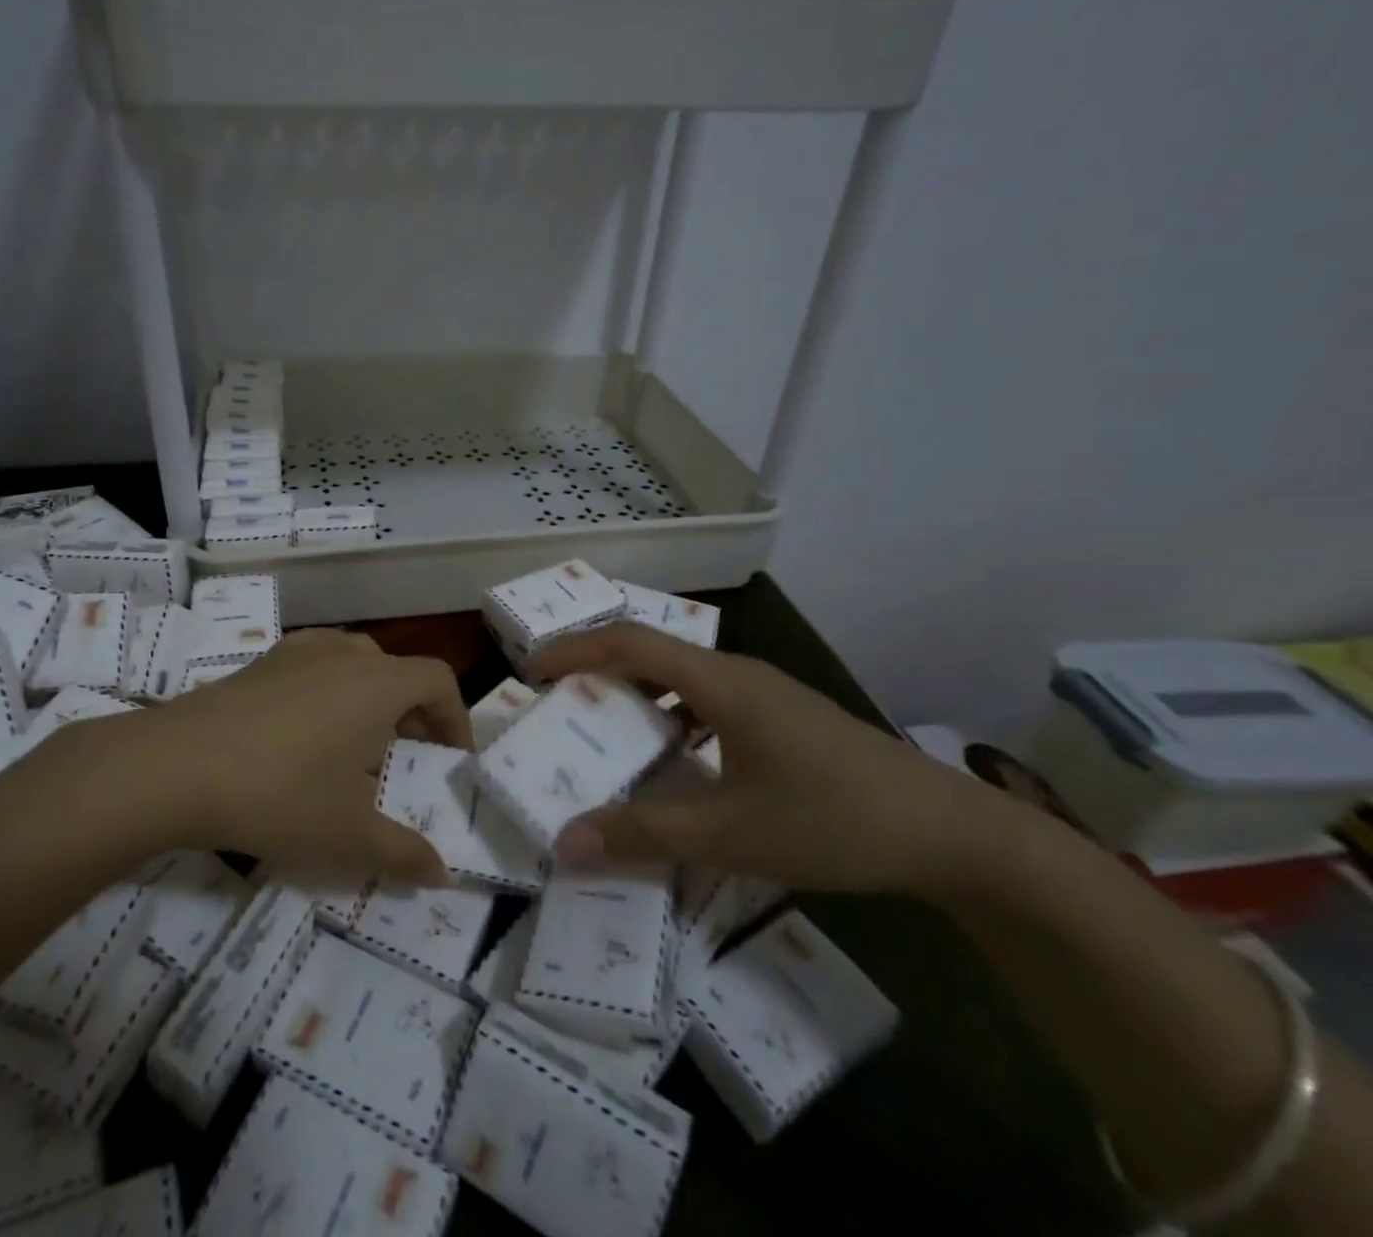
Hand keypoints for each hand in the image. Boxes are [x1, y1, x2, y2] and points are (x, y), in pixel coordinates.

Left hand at [149, 629, 466, 882]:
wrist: (176, 766)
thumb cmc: (279, 794)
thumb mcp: (348, 834)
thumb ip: (403, 853)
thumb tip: (442, 875)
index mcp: (378, 684)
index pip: (439, 680)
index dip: (456, 718)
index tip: (450, 760)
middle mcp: (346, 655)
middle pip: (399, 670)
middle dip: (414, 712)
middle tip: (407, 757)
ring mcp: (300, 650)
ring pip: (357, 661)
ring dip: (372, 695)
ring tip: (359, 741)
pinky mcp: (263, 660)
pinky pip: (316, 661)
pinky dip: (331, 685)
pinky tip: (308, 724)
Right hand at [531, 624, 995, 894]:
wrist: (952, 834)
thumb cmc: (834, 821)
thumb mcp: (731, 834)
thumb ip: (645, 836)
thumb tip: (567, 843)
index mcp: (720, 683)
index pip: (629, 643)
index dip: (575, 649)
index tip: (533, 670)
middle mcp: (738, 674)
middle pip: (652, 651)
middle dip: (598, 669)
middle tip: (559, 703)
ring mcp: (766, 693)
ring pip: (682, 674)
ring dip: (637, 691)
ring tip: (605, 728)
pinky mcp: (784, 715)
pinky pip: (708, 697)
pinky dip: (672, 712)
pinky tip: (675, 756)